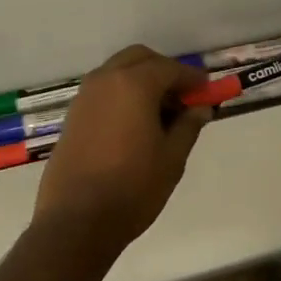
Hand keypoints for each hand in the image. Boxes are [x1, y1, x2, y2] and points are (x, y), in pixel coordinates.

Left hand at [33, 45, 211, 256]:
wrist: (76, 221)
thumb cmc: (133, 188)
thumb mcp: (172, 158)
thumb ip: (188, 126)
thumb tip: (200, 108)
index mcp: (134, 84)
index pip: (170, 68)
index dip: (192, 78)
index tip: (207, 91)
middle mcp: (106, 80)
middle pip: (140, 58)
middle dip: (164, 70)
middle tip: (183, 96)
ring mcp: (85, 96)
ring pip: (118, 71)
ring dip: (141, 80)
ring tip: (160, 112)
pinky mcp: (73, 115)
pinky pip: (103, 90)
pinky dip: (122, 93)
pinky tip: (134, 123)